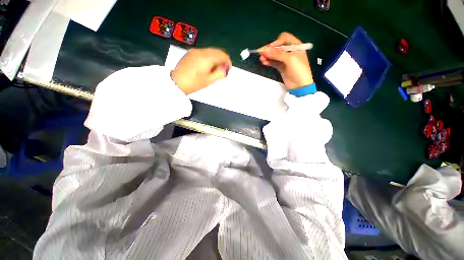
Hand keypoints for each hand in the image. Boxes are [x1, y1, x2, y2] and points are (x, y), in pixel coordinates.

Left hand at [171, 48, 231, 94]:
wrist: (177, 82)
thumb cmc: (194, 83)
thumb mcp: (210, 81)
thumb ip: (220, 73)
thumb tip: (225, 69)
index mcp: (207, 58)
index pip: (222, 55)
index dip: (228, 61)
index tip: (229, 68)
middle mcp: (201, 51)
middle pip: (216, 51)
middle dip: (222, 58)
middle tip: (224, 68)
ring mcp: (195, 51)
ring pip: (210, 51)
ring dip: (216, 57)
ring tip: (216, 68)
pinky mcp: (190, 53)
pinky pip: (203, 52)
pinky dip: (209, 57)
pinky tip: (208, 65)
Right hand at [259, 32, 313, 89]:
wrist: (300, 85)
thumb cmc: (299, 70)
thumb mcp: (290, 59)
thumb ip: (277, 54)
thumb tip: (265, 50)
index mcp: (296, 45)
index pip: (284, 38)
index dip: (276, 42)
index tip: (270, 48)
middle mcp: (290, 51)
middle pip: (278, 47)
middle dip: (270, 49)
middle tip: (262, 53)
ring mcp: (285, 60)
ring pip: (274, 55)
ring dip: (268, 56)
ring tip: (261, 58)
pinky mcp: (281, 67)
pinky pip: (273, 62)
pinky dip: (269, 61)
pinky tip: (264, 62)